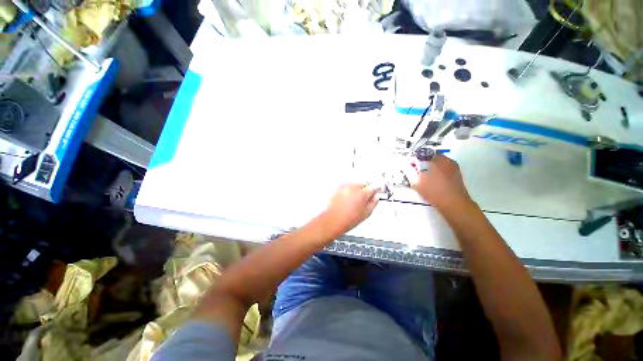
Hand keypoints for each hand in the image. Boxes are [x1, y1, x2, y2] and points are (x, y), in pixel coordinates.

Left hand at [318, 183, 379, 237]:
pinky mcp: (338, 187)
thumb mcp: (366, 213)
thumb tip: (376, 196)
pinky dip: (350, 189)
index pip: (374, 186)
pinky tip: (349, 198)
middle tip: (365, 198)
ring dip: (358, 188)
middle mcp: (353, 187)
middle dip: (367, 189)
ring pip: (356, 183)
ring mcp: (345, 186)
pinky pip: (348, 185)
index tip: (377, 191)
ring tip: (355, 199)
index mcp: (362, 193)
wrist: (333, 220)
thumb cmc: (348, 219)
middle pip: (365, 183)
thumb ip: (374, 202)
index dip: (377, 189)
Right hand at [408, 155, 472, 211]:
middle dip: (422, 164)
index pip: (421, 155)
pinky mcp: (456, 174)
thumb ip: (409, 171)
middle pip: (430, 158)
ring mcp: (453, 166)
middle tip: (416, 173)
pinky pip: (443, 169)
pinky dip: (437, 172)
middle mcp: (446, 160)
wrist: (453, 204)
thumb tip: (405, 164)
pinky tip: (433, 182)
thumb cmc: (433, 191)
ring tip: (424, 179)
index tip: (409, 167)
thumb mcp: (416, 182)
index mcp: (436, 159)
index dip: (413, 160)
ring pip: (437, 163)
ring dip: (429, 168)